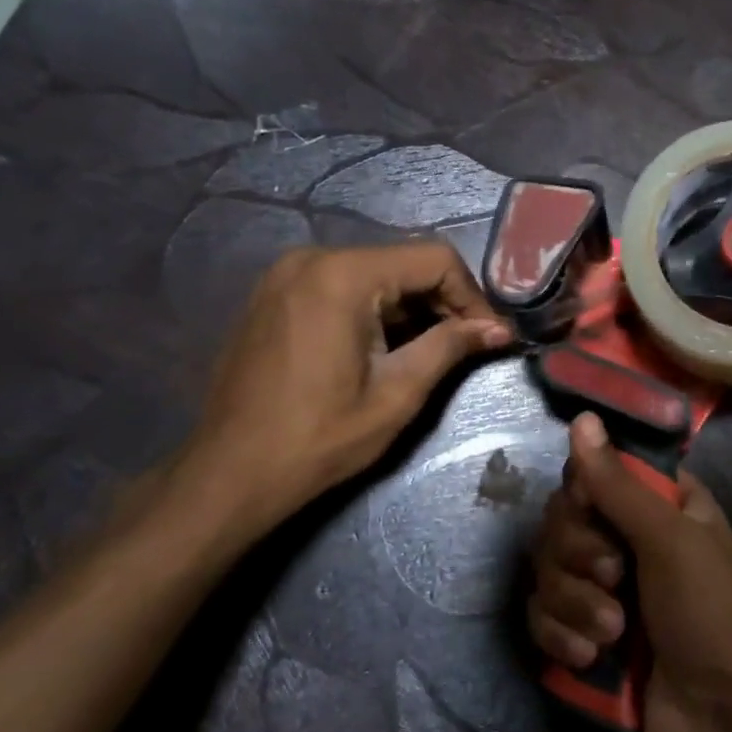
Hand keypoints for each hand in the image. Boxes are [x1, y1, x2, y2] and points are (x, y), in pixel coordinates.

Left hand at [171, 243, 511, 541]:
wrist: (232, 472)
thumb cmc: (320, 438)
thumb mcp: (397, 393)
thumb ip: (450, 347)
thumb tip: (499, 329)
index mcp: (343, 275)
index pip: (434, 260)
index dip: (472, 296)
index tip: (490, 336)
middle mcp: (312, 259)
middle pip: (403, 262)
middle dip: (443, 301)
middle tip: (468, 346)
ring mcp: (286, 274)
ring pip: (374, 274)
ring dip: (410, 307)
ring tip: (431, 351)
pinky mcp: (274, 295)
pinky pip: (342, 286)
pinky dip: (374, 310)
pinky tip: (385, 348)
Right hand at [529, 413, 731, 731]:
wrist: (718, 724)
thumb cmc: (711, 615)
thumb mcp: (671, 541)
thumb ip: (618, 484)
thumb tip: (582, 418)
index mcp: (659, 506)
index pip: (594, 473)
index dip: (584, 494)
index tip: (590, 512)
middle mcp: (628, 538)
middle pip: (562, 520)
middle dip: (578, 555)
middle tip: (614, 579)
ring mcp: (603, 588)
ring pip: (547, 569)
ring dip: (574, 602)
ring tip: (612, 633)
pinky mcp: (582, 632)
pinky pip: (542, 615)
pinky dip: (560, 635)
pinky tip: (587, 659)